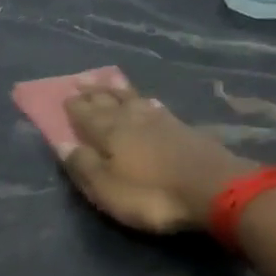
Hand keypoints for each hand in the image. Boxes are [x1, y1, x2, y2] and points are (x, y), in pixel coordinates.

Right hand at [62, 87, 252, 234]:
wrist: (215, 190)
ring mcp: (162, 122)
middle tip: (81, 80)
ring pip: (134, 100)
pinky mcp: (185, 129)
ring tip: (110, 80)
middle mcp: (133, 120)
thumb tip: (61, 143)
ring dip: (119, 90)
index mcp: (110, 133)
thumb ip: (84, 166)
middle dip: (94, 92)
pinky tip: (148, 101)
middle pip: (109, 102)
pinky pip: (157, 108)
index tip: (64, 95)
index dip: (75, 107)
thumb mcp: (107, 189)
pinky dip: (147, 102)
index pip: (86, 115)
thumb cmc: (152, 195)